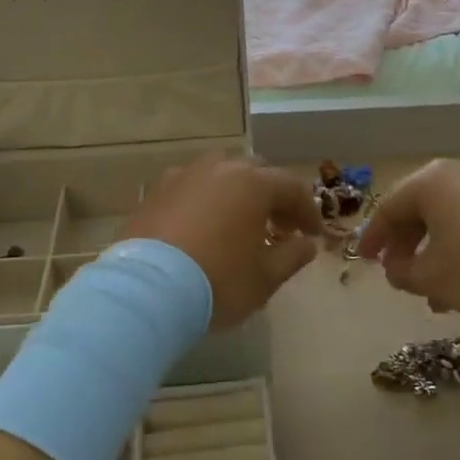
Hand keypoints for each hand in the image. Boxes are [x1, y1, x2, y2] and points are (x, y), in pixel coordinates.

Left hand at [123, 155, 320, 328]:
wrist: (146, 290)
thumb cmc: (217, 282)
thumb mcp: (265, 278)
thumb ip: (291, 256)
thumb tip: (306, 244)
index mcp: (253, 184)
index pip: (292, 188)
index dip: (307, 212)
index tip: (313, 236)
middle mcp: (219, 169)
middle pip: (256, 173)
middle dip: (272, 197)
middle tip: (278, 228)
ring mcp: (184, 176)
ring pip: (220, 174)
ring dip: (237, 194)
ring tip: (239, 224)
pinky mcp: (156, 191)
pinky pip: (191, 187)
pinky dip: (205, 200)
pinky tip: (203, 227)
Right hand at [356, 158, 459, 326]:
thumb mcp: (435, 279)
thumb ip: (404, 273)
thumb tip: (396, 267)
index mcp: (430, 182)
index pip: (388, 208)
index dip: (373, 238)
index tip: (366, 262)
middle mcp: (459, 172)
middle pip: (420, 209)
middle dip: (408, 246)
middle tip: (401, 277)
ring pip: (451, 217)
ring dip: (437, 251)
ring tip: (437, 293)